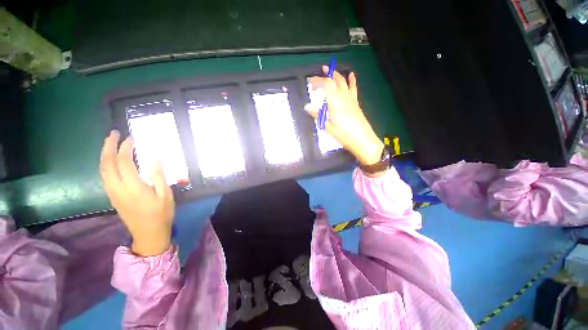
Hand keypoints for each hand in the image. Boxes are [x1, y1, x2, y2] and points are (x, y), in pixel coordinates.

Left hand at [100, 130, 173, 256]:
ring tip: (110, 143)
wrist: (148, 234)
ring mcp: (112, 193)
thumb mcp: (165, 195)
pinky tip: (111, 160)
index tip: (132, 138)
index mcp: (133, 187)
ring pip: (102, 170)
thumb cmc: (161, 214)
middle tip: (114, 133)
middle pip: (107, 164)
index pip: (124, 162)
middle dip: (108, 146)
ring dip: (104, 154)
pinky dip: (105, 164)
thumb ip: (158, 176)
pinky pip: (104, 176)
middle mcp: (118, 188)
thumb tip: (154, 157)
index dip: (125, 148)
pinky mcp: (112, 196)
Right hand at [305, 67, 383, 165]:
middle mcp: (344, 98)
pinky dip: (352, 81)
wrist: (362, 140)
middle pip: (335, 81)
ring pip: (344, 83)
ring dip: (337, 75)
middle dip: (327, 75)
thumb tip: (307, 107)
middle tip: (320, 71)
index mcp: (336, 103)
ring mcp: (351, 100)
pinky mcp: (355, 104)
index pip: (327, 85)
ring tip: (332, 70)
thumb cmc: (344, 135)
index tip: (310, 83)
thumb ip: (318, 115)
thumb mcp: (328, 127)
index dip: (318, 81)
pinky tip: (352, 75)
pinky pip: (353, 89)